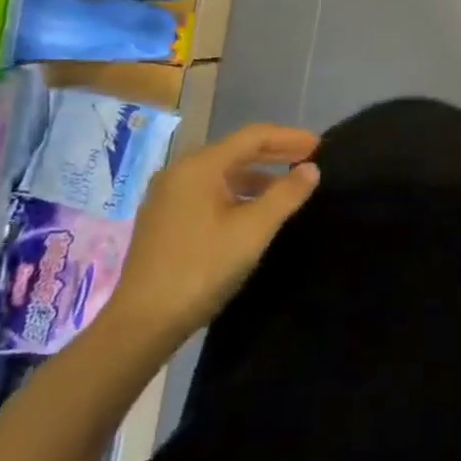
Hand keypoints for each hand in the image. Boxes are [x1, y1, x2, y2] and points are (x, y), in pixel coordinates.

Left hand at [103, 123, 320, 348]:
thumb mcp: (252, 231)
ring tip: (287, 187)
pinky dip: (237, 193)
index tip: (319, 145)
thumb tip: (311, 169)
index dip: (289, 137)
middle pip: (236, 151)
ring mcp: (168, 196)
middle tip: (309, 159)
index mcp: (199, 166)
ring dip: (257, 176)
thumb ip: (286, 195)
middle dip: (274, 153)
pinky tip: (253, 211)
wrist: (141, 324)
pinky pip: (208, 192)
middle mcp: (180, 172)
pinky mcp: (164, 220)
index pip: (253, 136)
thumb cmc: (201, 269)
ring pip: (222, 174)